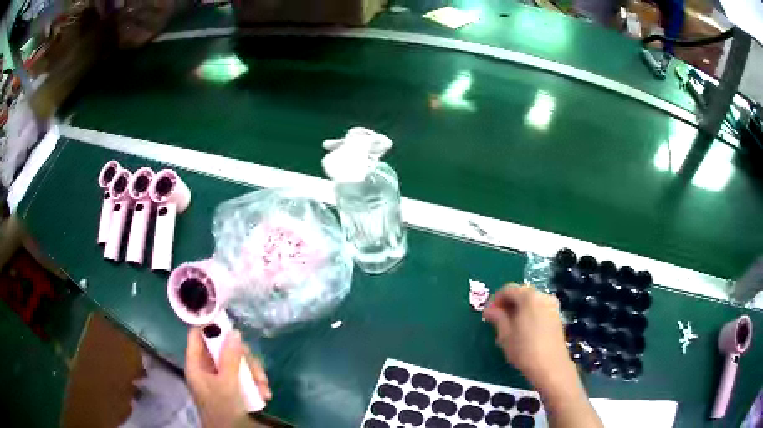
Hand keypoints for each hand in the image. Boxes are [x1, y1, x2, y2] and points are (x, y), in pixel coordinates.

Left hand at [185, 328, 272, 427]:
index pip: (197, 335)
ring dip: (253, 374)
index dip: (210, 326)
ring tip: (264, 388)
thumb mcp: (227, 384)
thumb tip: (234, 332)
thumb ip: (230, 358)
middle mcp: (207, 368)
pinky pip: (243, 376)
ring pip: (237, 363)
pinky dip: (255, 384)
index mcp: (196, 364)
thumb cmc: (222, 408)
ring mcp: (219, 378)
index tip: (229, 323)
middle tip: (256, 371)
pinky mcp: (231, 387)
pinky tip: (264, 394)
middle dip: (244, 359)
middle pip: (223, 349)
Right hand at [483, 284, 576, 393]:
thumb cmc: (524, 349)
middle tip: (496, 321)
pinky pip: (539, 309)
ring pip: (530, 302)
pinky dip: (529, 315)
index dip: (495, 300)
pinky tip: (523, 331)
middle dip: (507, 304)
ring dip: (518, 310)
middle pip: (521, 293)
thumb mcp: (505, 334)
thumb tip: (489, 309)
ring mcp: (552, 306)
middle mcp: (543, 296)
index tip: (488, 314)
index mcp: (529, 296)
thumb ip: (497, 318)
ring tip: (509, 328)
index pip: (508, 289)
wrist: (550, 366)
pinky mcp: (557, 317)